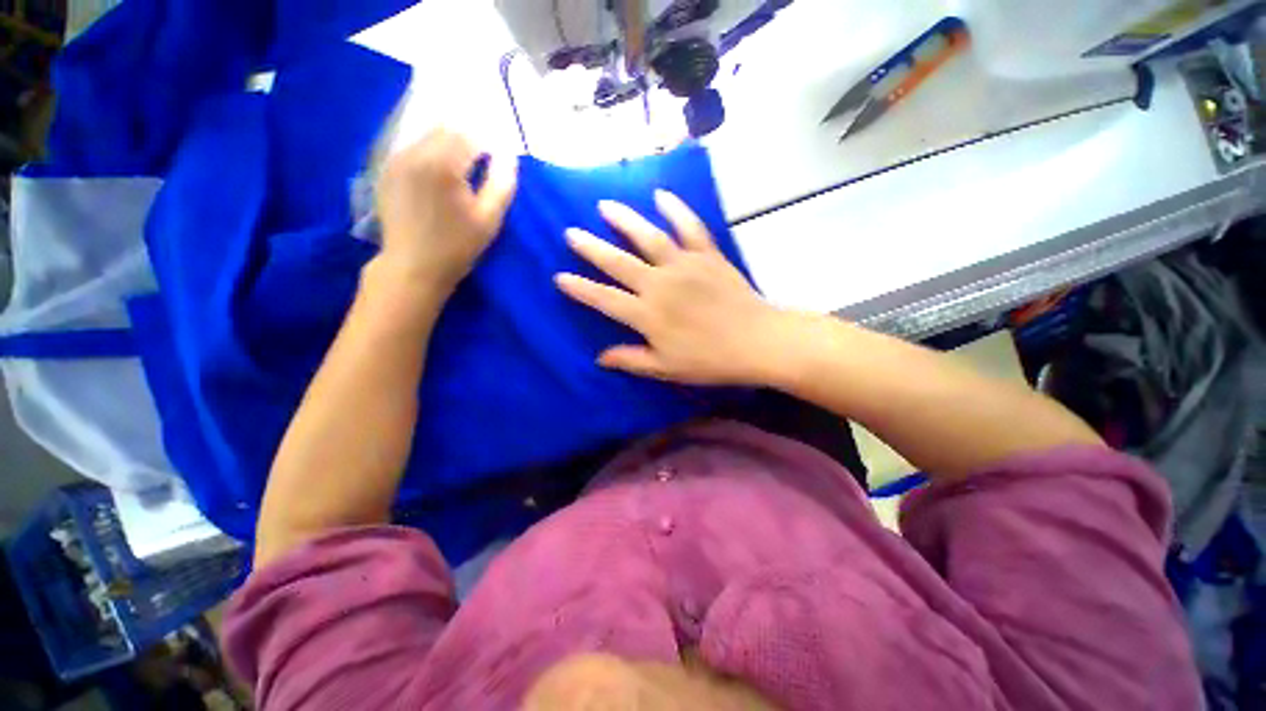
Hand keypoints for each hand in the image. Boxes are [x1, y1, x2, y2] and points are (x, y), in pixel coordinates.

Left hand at [375, 128, 516, 294]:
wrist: (413, 266)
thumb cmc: (457, 246)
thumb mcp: (489, 219)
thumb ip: (502, 183)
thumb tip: (509, 156)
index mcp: (442, 164)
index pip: (471, 137)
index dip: (489, 147)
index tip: (497, 165)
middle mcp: (415, 153)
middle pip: (447, 130)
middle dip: (468, 143)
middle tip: (481, 169)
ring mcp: (397, 160)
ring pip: (428, 137)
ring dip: (448, 147)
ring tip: (460, 175)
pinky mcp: (387, 170)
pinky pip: (413, 149)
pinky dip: (430, 155)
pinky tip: (437, 179)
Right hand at [556, 191, 786, 385]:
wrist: (756, 342)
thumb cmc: (709, 360)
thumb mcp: (666, 368)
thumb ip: (631, 359)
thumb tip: (600, 357)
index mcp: (647, 315)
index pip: (604, 299)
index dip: (580, 288)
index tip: (559, 277)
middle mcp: (659, 284)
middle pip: (618, 262)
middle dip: (591, 247)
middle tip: (571, 232)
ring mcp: (684, 265)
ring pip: (648, 237)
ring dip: (624, 220)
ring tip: (604, 205)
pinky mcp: (707, 255)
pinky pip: (689, 227)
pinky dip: (676, 209)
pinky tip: (661, 195)